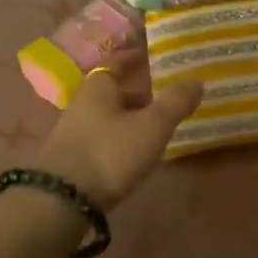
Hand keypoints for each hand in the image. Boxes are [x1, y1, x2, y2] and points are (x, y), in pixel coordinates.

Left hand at [31, 55, 202, 209]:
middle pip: (113, 92)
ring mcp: (73, 133)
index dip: (133, 58)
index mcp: (99, 86)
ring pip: (108, 117)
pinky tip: (134, 155)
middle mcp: (82, 104)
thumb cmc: (110, 152)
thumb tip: (197, 80)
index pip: (116, 62)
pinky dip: (120, 141)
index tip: (150, 56)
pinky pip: (102, 140)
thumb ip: (175, 103)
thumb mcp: (152, 126)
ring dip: (130, 120)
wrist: (60, 202)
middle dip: (138, 94)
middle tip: (165, 98)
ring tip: (156, 129)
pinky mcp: (71, 160)